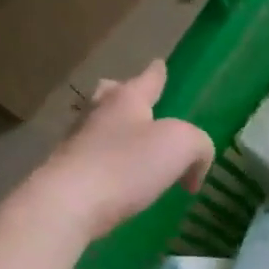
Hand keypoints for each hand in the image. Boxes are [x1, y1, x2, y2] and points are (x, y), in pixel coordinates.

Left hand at [39, 61, 213, 239]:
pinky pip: (94, 161)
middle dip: (125, 96)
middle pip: (111, 95)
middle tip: (137, 103)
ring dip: (116, 133)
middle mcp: (98, 114)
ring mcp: (78, 144)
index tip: (159, 64)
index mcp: (126, 100)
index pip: (147, 79)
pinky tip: (120, 181)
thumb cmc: (127, 166)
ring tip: (133, 148)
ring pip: (99, 127)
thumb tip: (194, 168)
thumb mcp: (181, 146)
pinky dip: (108, 165)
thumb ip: (199, 146)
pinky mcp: (68, 175)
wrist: (69, 204)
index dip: (157, 74)